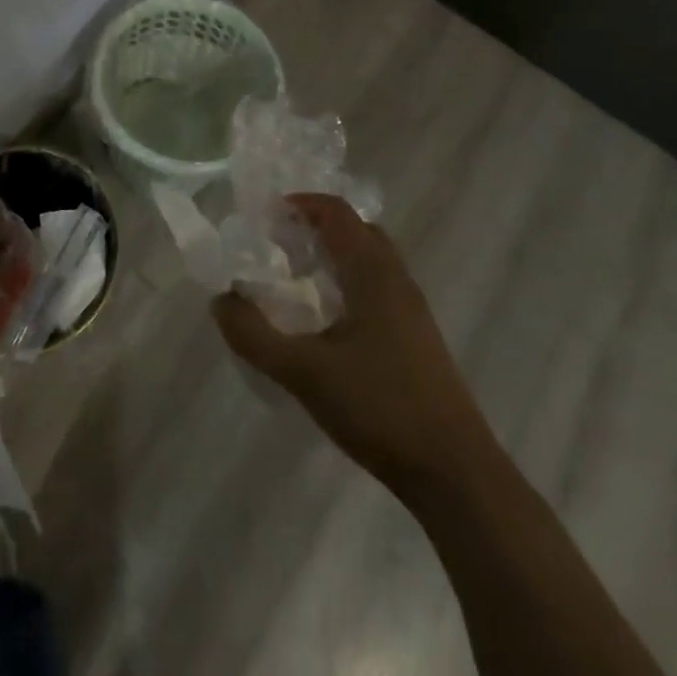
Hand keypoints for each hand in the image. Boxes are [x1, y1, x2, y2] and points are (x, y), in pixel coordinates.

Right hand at [213, 193, 480, 496]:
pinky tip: (329, 321)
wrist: (455, 472)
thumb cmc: (379, 407)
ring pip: (371, 260)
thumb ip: (255, 335)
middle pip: (357, 229)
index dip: (302, 203)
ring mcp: (413, 309)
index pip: (337, 212)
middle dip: (317, 226)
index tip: (266, 215)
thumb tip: (221, 300)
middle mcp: (397, 279)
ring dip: (336, 255)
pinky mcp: (418, 338)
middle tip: (279, 244)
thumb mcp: (304, 372)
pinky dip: (350, 282)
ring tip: (298, 279)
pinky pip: (380, 287)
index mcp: (372, 272)